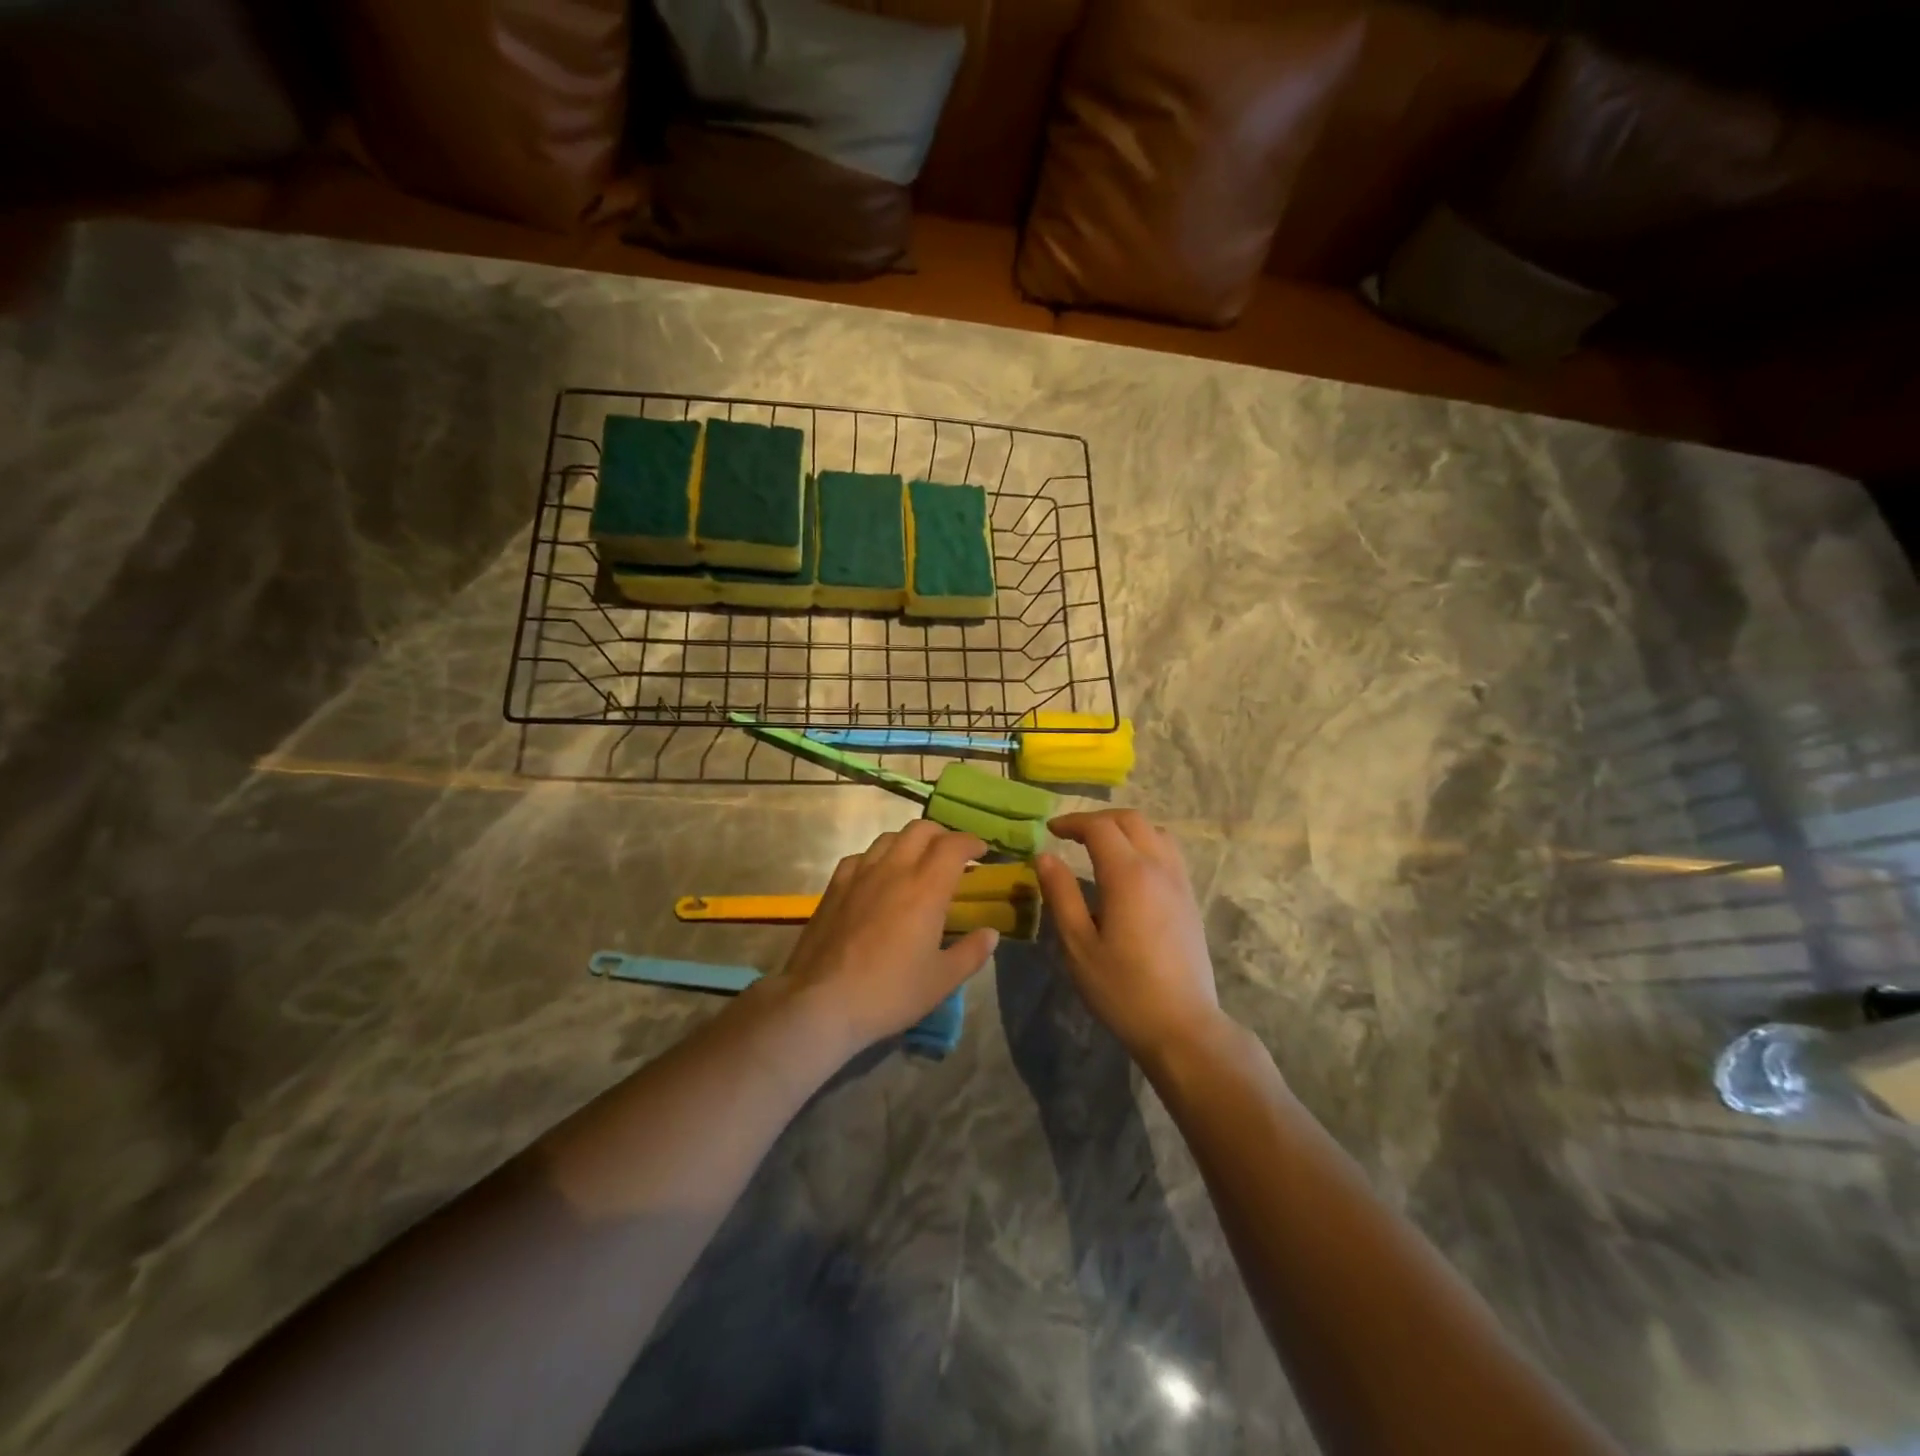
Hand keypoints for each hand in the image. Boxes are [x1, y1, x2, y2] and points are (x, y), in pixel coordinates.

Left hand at [778, 820, 999, 1052]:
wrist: (822, 1002)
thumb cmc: (890, 992)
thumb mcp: (942, 981)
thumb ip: (971, 953)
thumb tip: (991, 933)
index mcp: (926, 887)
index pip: (953, 845)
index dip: (971, 842)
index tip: (981, 852)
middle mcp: (894, 869)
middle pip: (921, 829)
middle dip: (942, 835)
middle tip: (952, 855)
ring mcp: (859, 874)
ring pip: (889, 837)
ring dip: (909, 842)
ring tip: (916, 862)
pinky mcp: (834, 887)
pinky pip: (860, 856)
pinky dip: (877, 857)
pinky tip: (877, 877)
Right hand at [1035, 810, 1221, 1063]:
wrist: (1182, 1026)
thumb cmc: (1122, 989)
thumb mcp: (1078, 945)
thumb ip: (1061, 895)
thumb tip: (1045, 856)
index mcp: (1128, 875)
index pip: (1099, 827)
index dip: (1072, 822)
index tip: (1050, 830)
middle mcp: (1158, 868)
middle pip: (1131, 820)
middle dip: (1098, 820)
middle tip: (1071, 835)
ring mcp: (1180, 882)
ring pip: (1155, 831)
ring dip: (1125, 828)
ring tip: (1101, 847)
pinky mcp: (1190, 899)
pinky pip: (1168, 852)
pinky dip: (1145, 844)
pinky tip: (1129, 870)